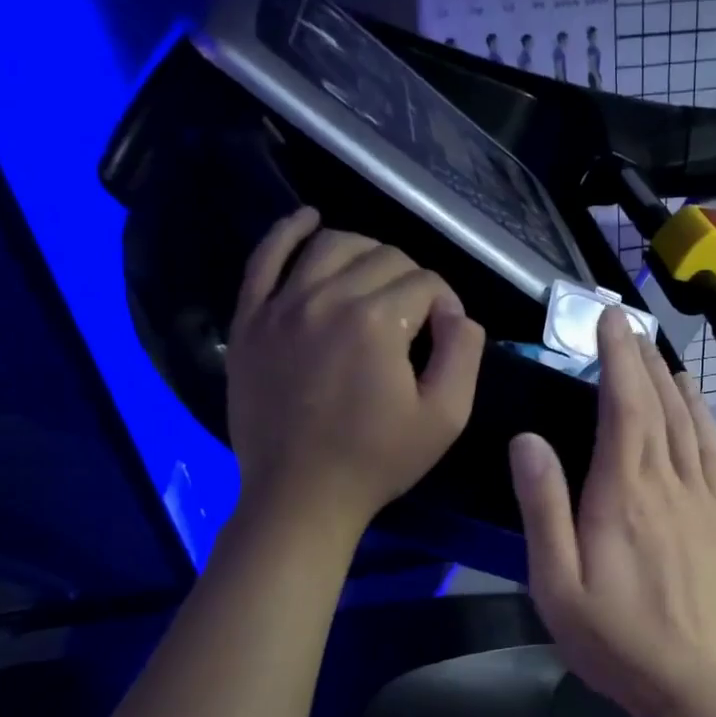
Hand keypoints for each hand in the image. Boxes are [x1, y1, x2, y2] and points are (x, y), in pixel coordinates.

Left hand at [225, 208, 484, 529]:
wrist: (301, 495)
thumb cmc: (378, 460)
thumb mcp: (446, 416)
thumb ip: (464, 354)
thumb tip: (458, 314)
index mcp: (377, 321)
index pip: (426, 282)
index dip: (447, 304)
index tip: (447, 335)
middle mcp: (326, 298)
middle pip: (383, 257)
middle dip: (413, 279)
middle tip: (418, 317)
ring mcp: (281, 305)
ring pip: (331, 244)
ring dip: (365, 252)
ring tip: (378, 279)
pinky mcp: (251, 319)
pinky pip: (266, 257)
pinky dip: (289, 231)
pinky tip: (308, 220)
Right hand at [510, 308, 715, 716]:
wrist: (693, 679)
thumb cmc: (614, 638)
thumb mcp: (556, 584)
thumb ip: (544, 508)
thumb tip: (529, 441)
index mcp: (622, 493)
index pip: (624, 406)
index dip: (618, 358)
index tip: (609, 321)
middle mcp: (667, 483)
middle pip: (659, 405)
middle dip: (642, 359)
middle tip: (628, 325)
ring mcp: (702, 498)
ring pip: (690, 422)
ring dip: (674, 382)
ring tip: (659, 354)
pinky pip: (714, 452)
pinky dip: (703, 418)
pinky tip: (696, 405)